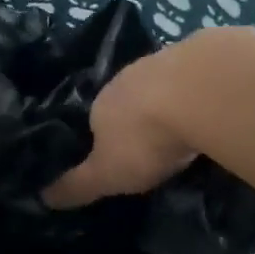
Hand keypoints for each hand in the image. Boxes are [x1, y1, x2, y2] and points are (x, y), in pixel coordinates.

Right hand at [42, 37, 201, 207]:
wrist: (201, 92)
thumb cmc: (144, 138)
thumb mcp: (106, 174)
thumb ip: (78, 186)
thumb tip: (43, 198)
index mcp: (101, 104)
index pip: (97, 121)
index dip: (107, 139)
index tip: (122, 157)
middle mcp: (127, 77)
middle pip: (129, 101)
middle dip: (140, 119)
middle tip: (157, 144)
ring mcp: (165, 62)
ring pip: (162, 86)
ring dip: (170, 102)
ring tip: (188, 126)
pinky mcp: (203, 54)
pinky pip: (195, 78)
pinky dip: (199, 92)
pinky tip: (211, 106)